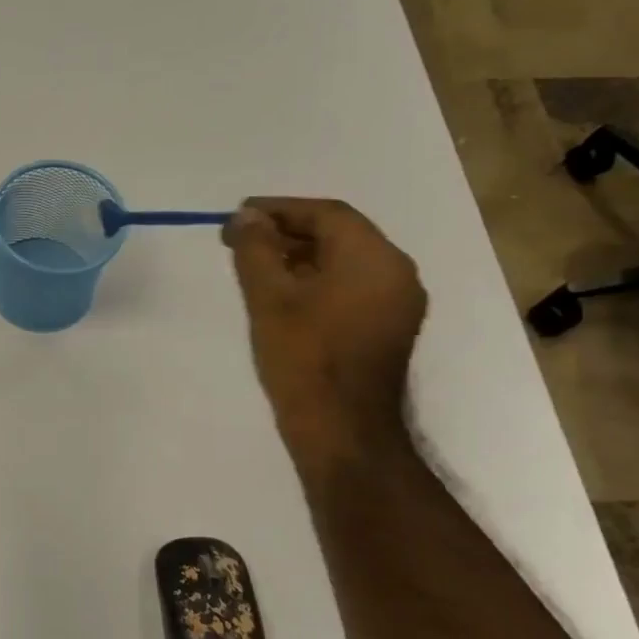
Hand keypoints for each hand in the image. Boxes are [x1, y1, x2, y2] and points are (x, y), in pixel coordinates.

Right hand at [222, 198, 427, 473]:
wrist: (343, 429)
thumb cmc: (304, 358)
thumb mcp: (269, 298)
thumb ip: (256, 250)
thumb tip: (247, 216)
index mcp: (374, 257)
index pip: (326, 214)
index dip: (279, 209)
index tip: (240, 214)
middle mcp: (396, 272)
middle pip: (339, 235)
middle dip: (288, 233)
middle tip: (242, 241)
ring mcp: (398, 303)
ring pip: (345, 263)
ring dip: (301, 258)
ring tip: (256, 267)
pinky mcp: (389, 329)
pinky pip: (352, 288)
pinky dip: (319, 281)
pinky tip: (285, 296)